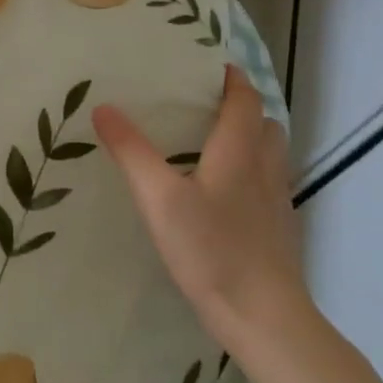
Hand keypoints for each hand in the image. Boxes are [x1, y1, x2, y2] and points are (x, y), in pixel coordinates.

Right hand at [93, 66, 312, 354]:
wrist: (264, 317)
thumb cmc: (211, 250)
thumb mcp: (159, 199)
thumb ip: (132, 152)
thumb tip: (104, 107)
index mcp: (239, 152)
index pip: (244, 100)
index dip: (232, 78)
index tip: (210, 65)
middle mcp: (264, 169)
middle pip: (265, 124)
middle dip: (242, 107)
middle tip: (206, 105)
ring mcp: (277, 201)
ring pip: (271, 155)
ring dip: (251, 139)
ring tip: (214, 144)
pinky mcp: (279, 230)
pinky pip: (269, 184)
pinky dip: (253, 172)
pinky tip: (224, 195)